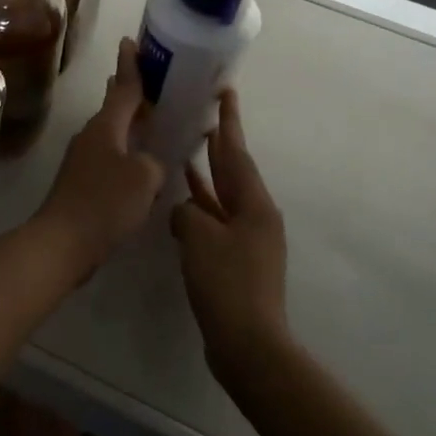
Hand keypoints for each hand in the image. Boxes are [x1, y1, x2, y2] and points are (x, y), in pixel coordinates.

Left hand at [38, 38, 163, 274]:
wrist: (62, 242)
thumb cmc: (104, 203)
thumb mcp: (143, 178)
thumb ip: (154, 162)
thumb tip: (148, 162)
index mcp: (105, 127)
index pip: (123, 88)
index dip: (131, 66)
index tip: (130, 42)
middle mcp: (91, 135)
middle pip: (113, 106)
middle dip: (129, 91)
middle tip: (148, 78)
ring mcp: (83, 158)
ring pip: (111, 131)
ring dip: (127, 121)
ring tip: (146, 115)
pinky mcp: (81, 181)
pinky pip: (109, 154)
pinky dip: (124, 148)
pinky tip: (137, 161)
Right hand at [172, 89, 290, 381]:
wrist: (248, 343)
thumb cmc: (227, 282)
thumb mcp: (199, 237)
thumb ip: (187, 212)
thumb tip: (184, 211)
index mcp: (253, 204)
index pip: (236, 152)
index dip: (229, 121)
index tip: (226, 92)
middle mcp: (255, 215)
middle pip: (233, 170)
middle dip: (219, 143)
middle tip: (203, 115)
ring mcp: (247, 239)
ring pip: (222, 195)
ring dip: (206, 174)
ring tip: (187, 149)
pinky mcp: (235, 260)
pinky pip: (215, 220)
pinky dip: (200, 206)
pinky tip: (181, 201)